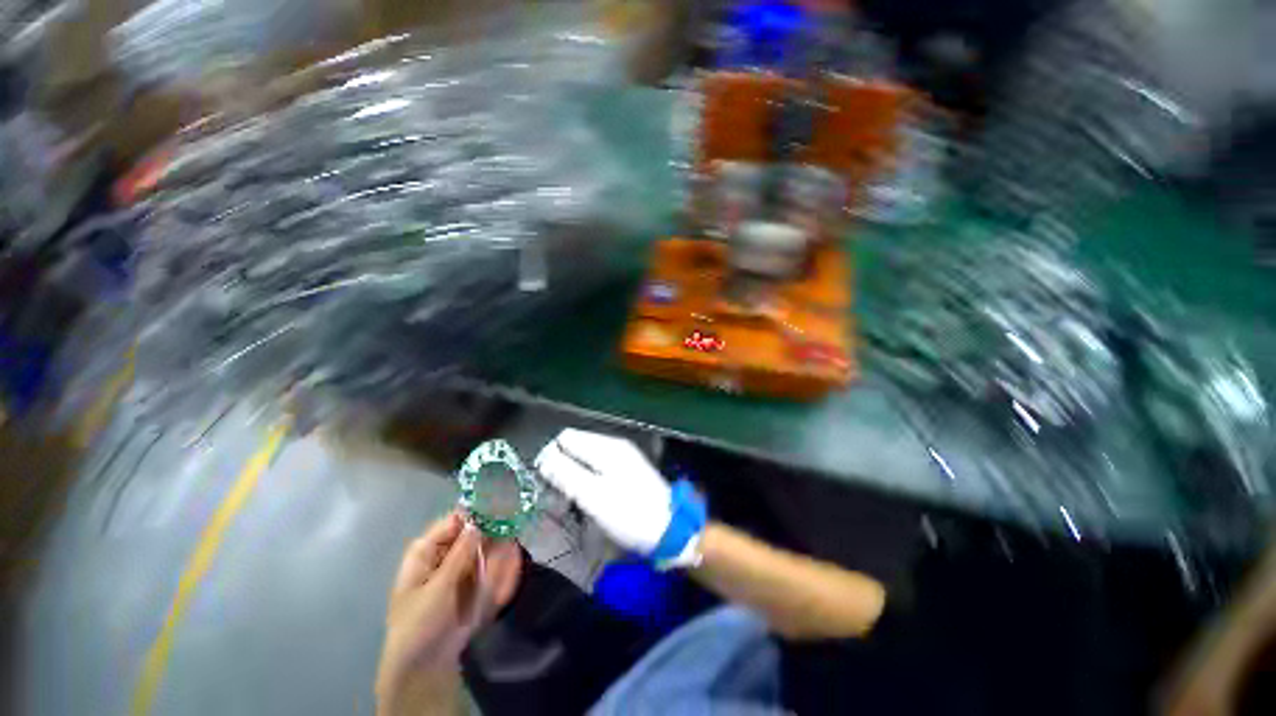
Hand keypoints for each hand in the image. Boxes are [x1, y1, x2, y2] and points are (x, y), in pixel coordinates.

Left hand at [376, 512, 521, 715]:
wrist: (425, 667)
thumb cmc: (420, 624)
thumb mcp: (438, 587)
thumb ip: (460, 553)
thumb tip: (479, 519)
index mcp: (427, 549)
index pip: (455, 519)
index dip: (478, 511)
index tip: (503, 502)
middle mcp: (446, 552)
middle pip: (474, 531)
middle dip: (495, 527)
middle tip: (517, 522)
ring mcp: (463, 567)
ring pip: (487, 546)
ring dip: (502, 545)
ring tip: (516, 543)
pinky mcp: (476, 582)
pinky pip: (493, 565)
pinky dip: (503, 564)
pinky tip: (513, 563)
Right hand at [535, 429, 679, 558]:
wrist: (670, 529)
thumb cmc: (630, 514)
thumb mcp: (594, 496)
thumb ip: (566, 474)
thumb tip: (544, 457)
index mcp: (606, 447)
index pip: (566, 438)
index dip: (551, 457)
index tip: (547, 485)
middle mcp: (613, 446)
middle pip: (575, 447)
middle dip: (562, 469)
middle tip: (559, 500)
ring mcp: (621, 458)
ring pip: (585, 459)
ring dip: (573, 478)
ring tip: (572, 504)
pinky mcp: (625, 471)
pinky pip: (596, 469)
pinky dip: (587, 482)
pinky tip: (588, 501)